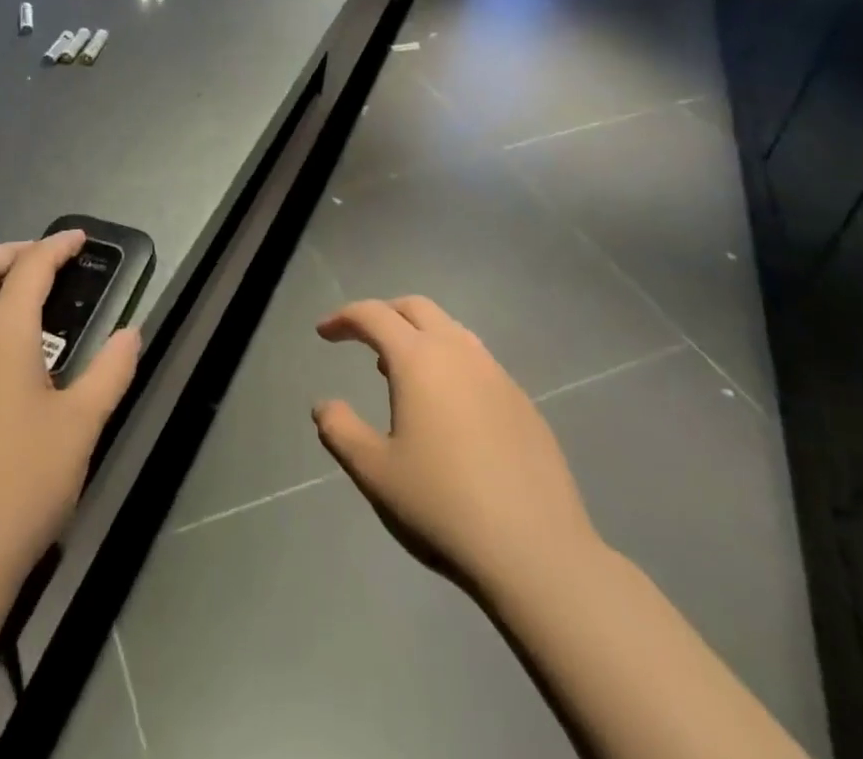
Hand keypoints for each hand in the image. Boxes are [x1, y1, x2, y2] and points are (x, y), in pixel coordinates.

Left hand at [0, 232, 141, 618]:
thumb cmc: (22, 486)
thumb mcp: (81, 427)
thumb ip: (110, 372)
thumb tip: (131, 333)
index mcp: (2, 335)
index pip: (29, 269)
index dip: (56, 246)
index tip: (78, 240)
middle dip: (12, 252)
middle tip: (42, 262)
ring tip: (3, 295)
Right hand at [313, 296, 600, 608]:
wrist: (538, 554)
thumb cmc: (443, 506)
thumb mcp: (374, 472)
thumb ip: (340, 431)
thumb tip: (324, 406)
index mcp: (419, 360)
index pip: (373, 315)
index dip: (344, 317)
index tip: (324, 333)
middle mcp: (459, 353)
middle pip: (416, 308)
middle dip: (383, 313)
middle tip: (361, 337)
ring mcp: (498, 376)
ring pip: (451, 331)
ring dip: (419, 336)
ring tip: (400, 371)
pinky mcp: (524, 403)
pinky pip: (478, 362)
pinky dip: (450, 364)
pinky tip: (447, 407)